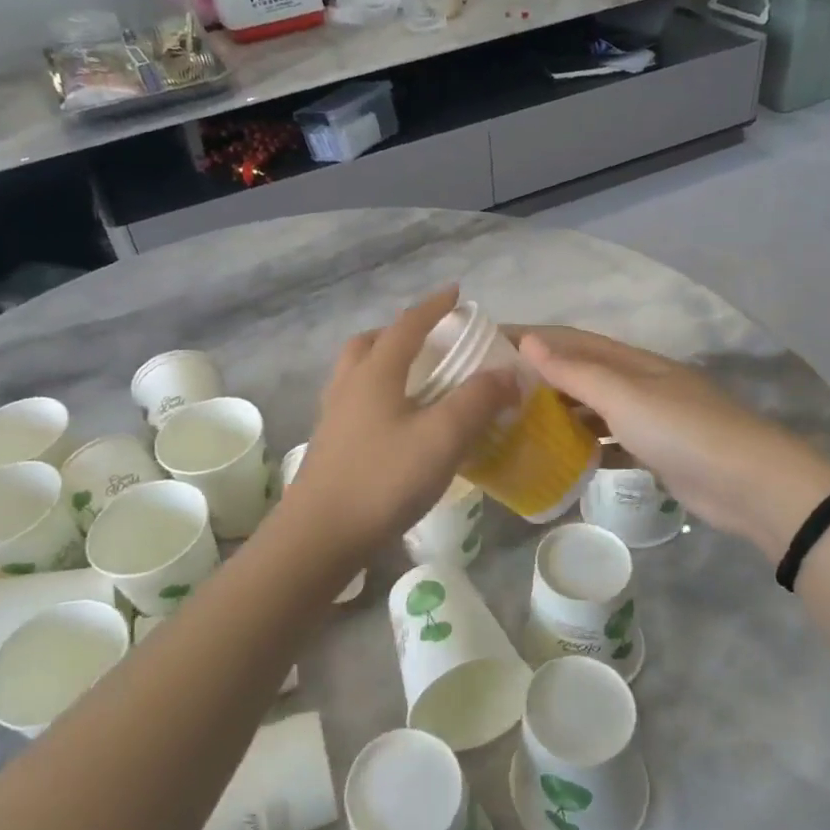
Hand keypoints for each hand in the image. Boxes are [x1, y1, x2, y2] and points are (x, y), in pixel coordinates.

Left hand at [285, 288, 516, 562]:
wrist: (320, 535)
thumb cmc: (383, 479)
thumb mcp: (442, 437)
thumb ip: (478, 401)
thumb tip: (509, 374)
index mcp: (375, 372)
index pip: (408, 325)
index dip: (434, 306)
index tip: (457, 293)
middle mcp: (349, 385)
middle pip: (371, 342)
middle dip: (401, 332)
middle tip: (430, 340)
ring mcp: (334, 416)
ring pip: (357, 372)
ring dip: (384, 362)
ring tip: (415, 380)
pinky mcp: (330, 445)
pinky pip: (355, 402)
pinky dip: (377, 395)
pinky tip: (397, 424)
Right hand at [517, 327, 829, 549]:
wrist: (751, 485)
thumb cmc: (683, 431)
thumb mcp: (624, 397)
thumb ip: (576, 371)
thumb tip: (528, 341)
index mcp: (632, 362)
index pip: (571, 340)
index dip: (531, 338)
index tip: (488, 342)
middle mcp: (639, 383)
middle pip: (581, 371)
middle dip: (540, 375)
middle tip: (494, 389)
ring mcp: (650, 418)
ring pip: (594, 407)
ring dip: (560, 410)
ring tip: (517, 421)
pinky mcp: (656, 451)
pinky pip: (610, 440)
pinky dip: (585, 443)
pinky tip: (562, 456)